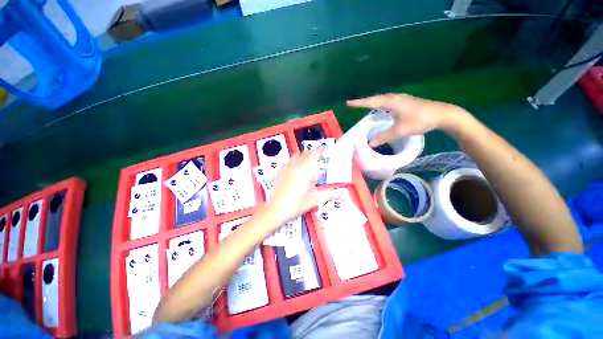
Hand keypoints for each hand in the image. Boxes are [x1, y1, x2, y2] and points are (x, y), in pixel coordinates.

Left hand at [262, 149, 323, 225]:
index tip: (325, 148)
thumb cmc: (297, 204)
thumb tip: (343, 195)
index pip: (315, 154)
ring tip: (307, 162)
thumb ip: (329, 194)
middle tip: (318, 157)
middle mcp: (296, 166)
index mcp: (306, 170)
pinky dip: (294, 161)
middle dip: (313, 152)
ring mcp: (287, 168)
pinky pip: (289, 161)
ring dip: (303, 155)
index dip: (321, 150)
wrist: (276, 209)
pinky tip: (296, 169)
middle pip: (305, 153)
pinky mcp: (280, 172)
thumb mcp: (315, 199)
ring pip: (296, 155)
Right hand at [347, 93, 464, 146]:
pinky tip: (383, 110)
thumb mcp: (400, 131)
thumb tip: (370, 144)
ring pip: (383, 99)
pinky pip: (389, 102)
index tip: (348, 103)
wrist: (443, 114)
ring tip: (366, 107)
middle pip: (376, 98)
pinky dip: (381, 105)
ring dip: (373, 103)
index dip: (359, 103)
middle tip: (355, 105)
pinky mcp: (406, 102)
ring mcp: (402, 99)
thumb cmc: (420, 120)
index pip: (371, 102)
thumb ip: (384, 137)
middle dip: (365, 102)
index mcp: (392, 102)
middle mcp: (395, 97)